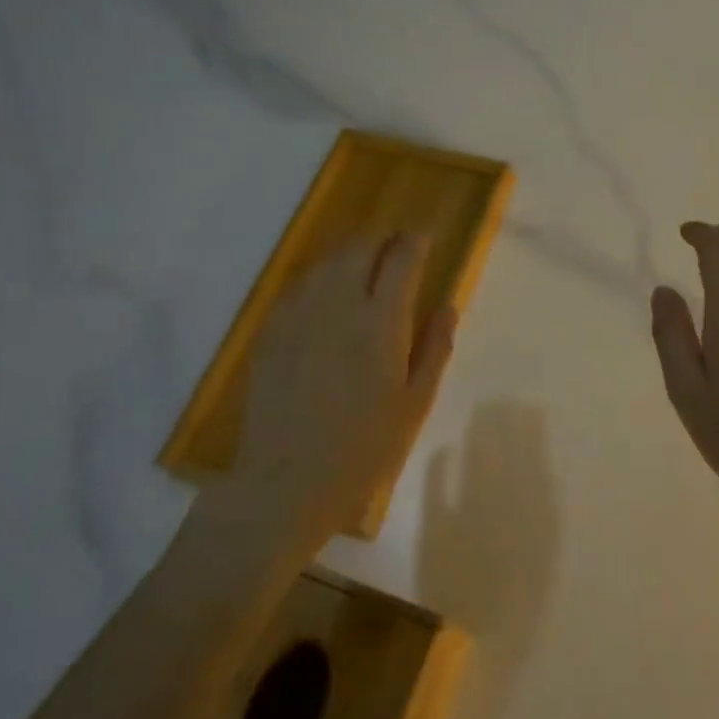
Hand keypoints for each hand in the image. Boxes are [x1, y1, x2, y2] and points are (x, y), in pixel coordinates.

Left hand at [197, 234, 456, 558]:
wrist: (286, 482)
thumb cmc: (364, 449)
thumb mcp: (415, 403)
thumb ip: (434, 348)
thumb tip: (447, 306)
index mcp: (380, 322)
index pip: (401, 259)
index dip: (415, 241)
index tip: (424, 236)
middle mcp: (338, 305)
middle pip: (360, 248)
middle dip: (382, 238)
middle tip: (396, 243)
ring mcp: (298, 315)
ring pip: (326, 262)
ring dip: (350, 252)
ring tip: (364, 260)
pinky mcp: (271, 332)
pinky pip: (298, 286)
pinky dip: (320, 276)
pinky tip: (325, 292)